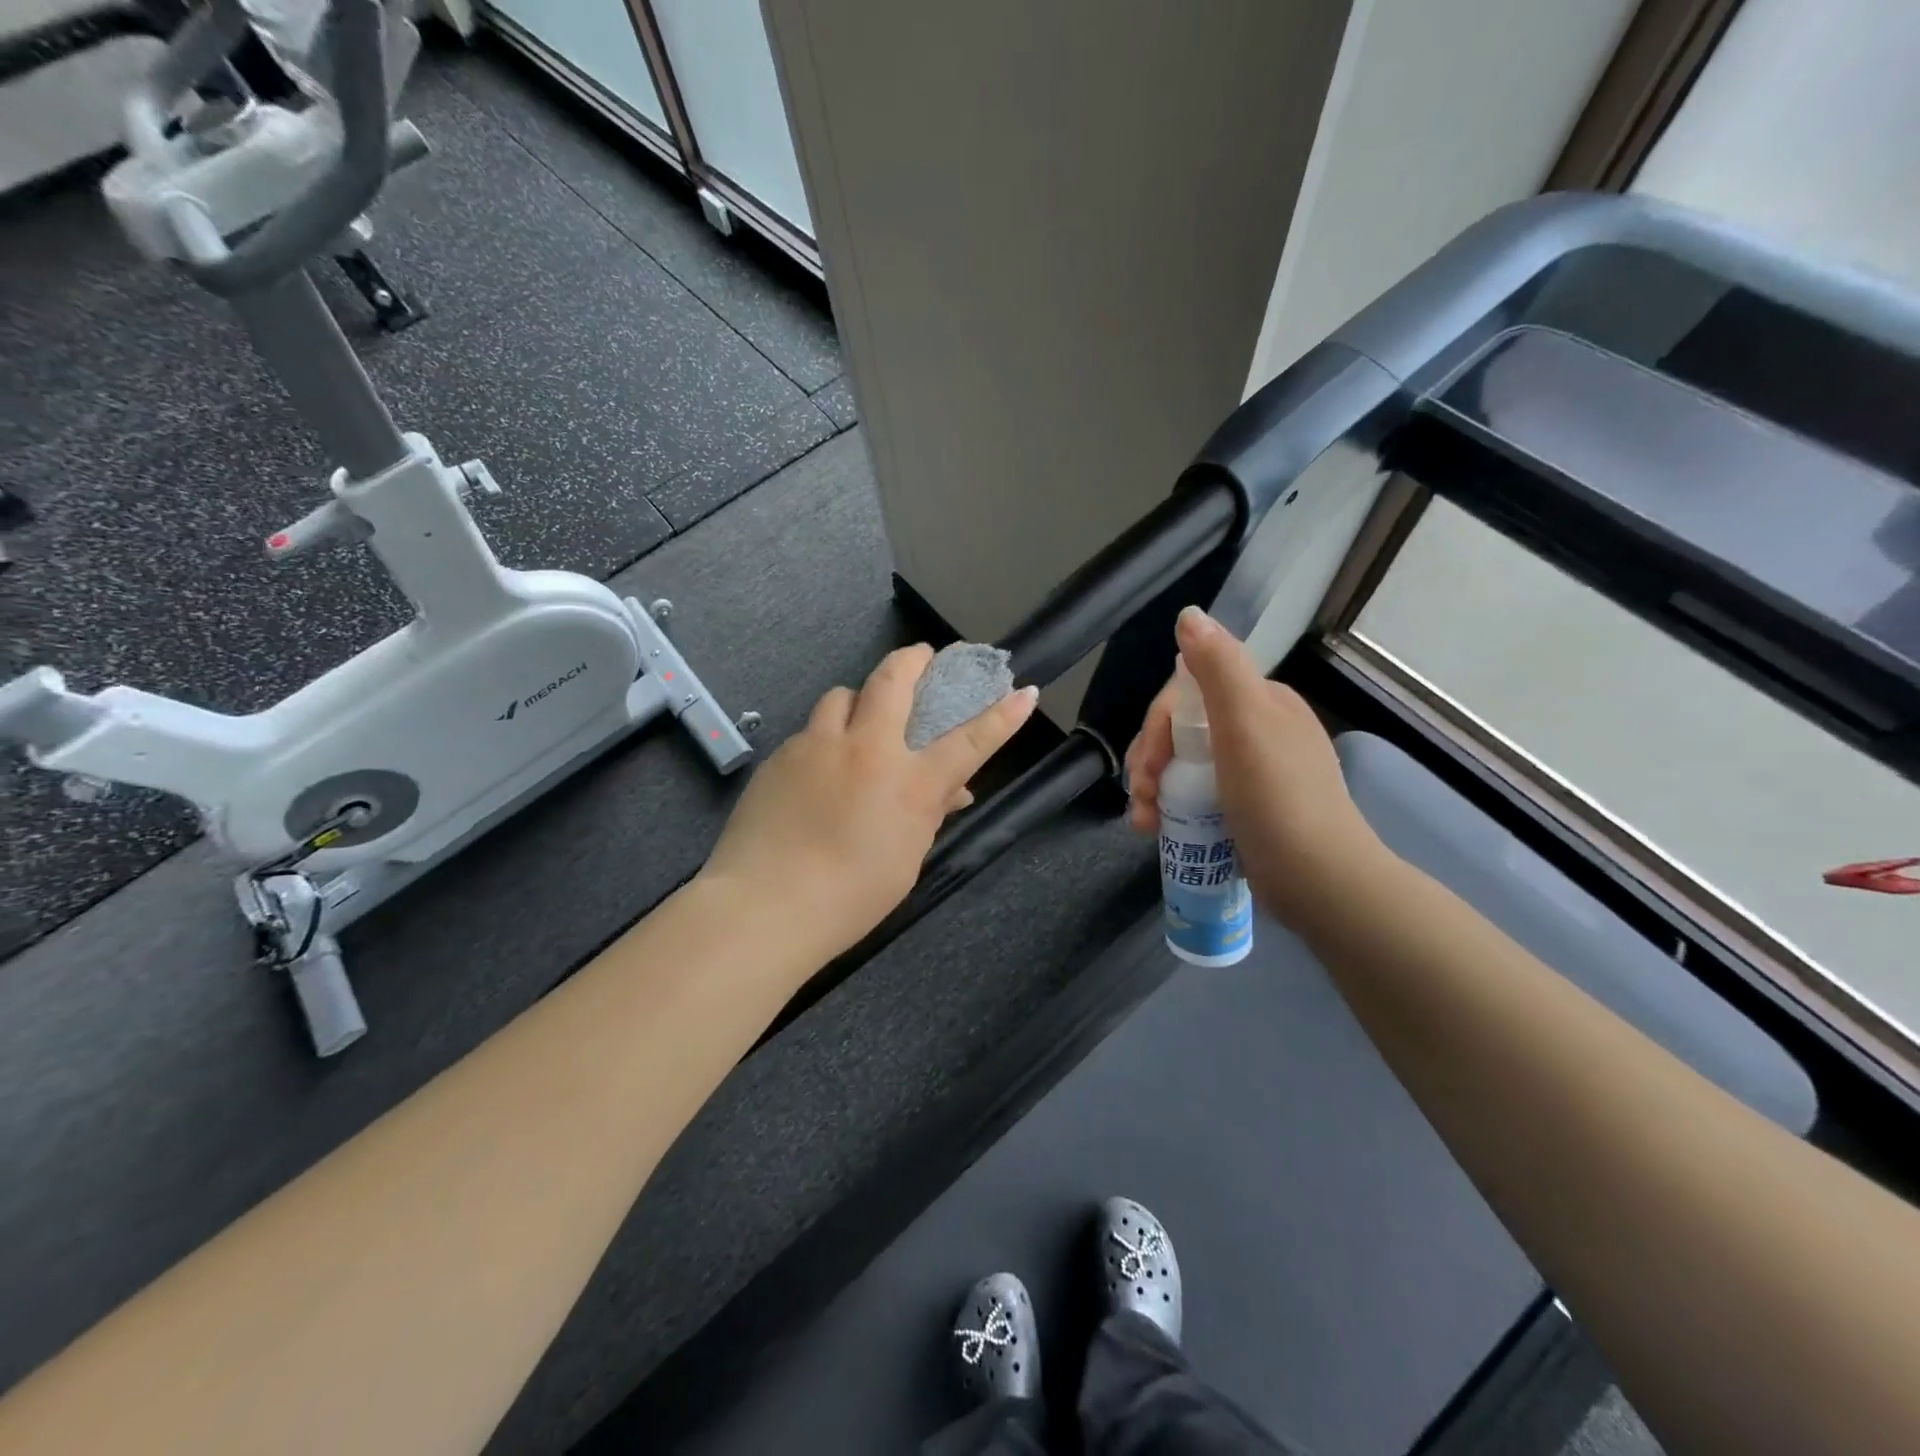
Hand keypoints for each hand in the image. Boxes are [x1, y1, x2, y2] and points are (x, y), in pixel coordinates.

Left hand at [701, 645, 1039, 956]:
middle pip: (893, 680)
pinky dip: (824, 738)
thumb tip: (951, 791)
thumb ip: (927, 814)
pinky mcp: (781, 755)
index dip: (1001, 716)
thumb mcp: (905, 859)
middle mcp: (867, 750)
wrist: (765, 905)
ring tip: (859, 718)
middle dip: (913, 659)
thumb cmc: (850, 897)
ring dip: (858, 699)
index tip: (1023, 692)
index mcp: (910, 784)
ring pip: (842, 695)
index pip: (968, 741)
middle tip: (922, 655)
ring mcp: (818, 745)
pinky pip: (810, 731)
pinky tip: (816, 770)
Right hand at [1124, 607, 1381, 923]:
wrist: (1318, 880)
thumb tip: (1189, 614)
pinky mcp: (1246, 810)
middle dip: (1149, 760)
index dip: (1156, 726)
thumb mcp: (1245, 723)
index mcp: (1261, 702)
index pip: (1188, 694)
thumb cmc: (1277, 797)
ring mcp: (1252, 773)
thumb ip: (1217, 666)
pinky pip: (1195, 795)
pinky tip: (1157, 829)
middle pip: (1181, 731)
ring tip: (1143, 822)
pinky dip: (1171, 808)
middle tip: (1141, 797)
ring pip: (1183, 765)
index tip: (1146, 764)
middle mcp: (1258, 730)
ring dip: (1153, 788)